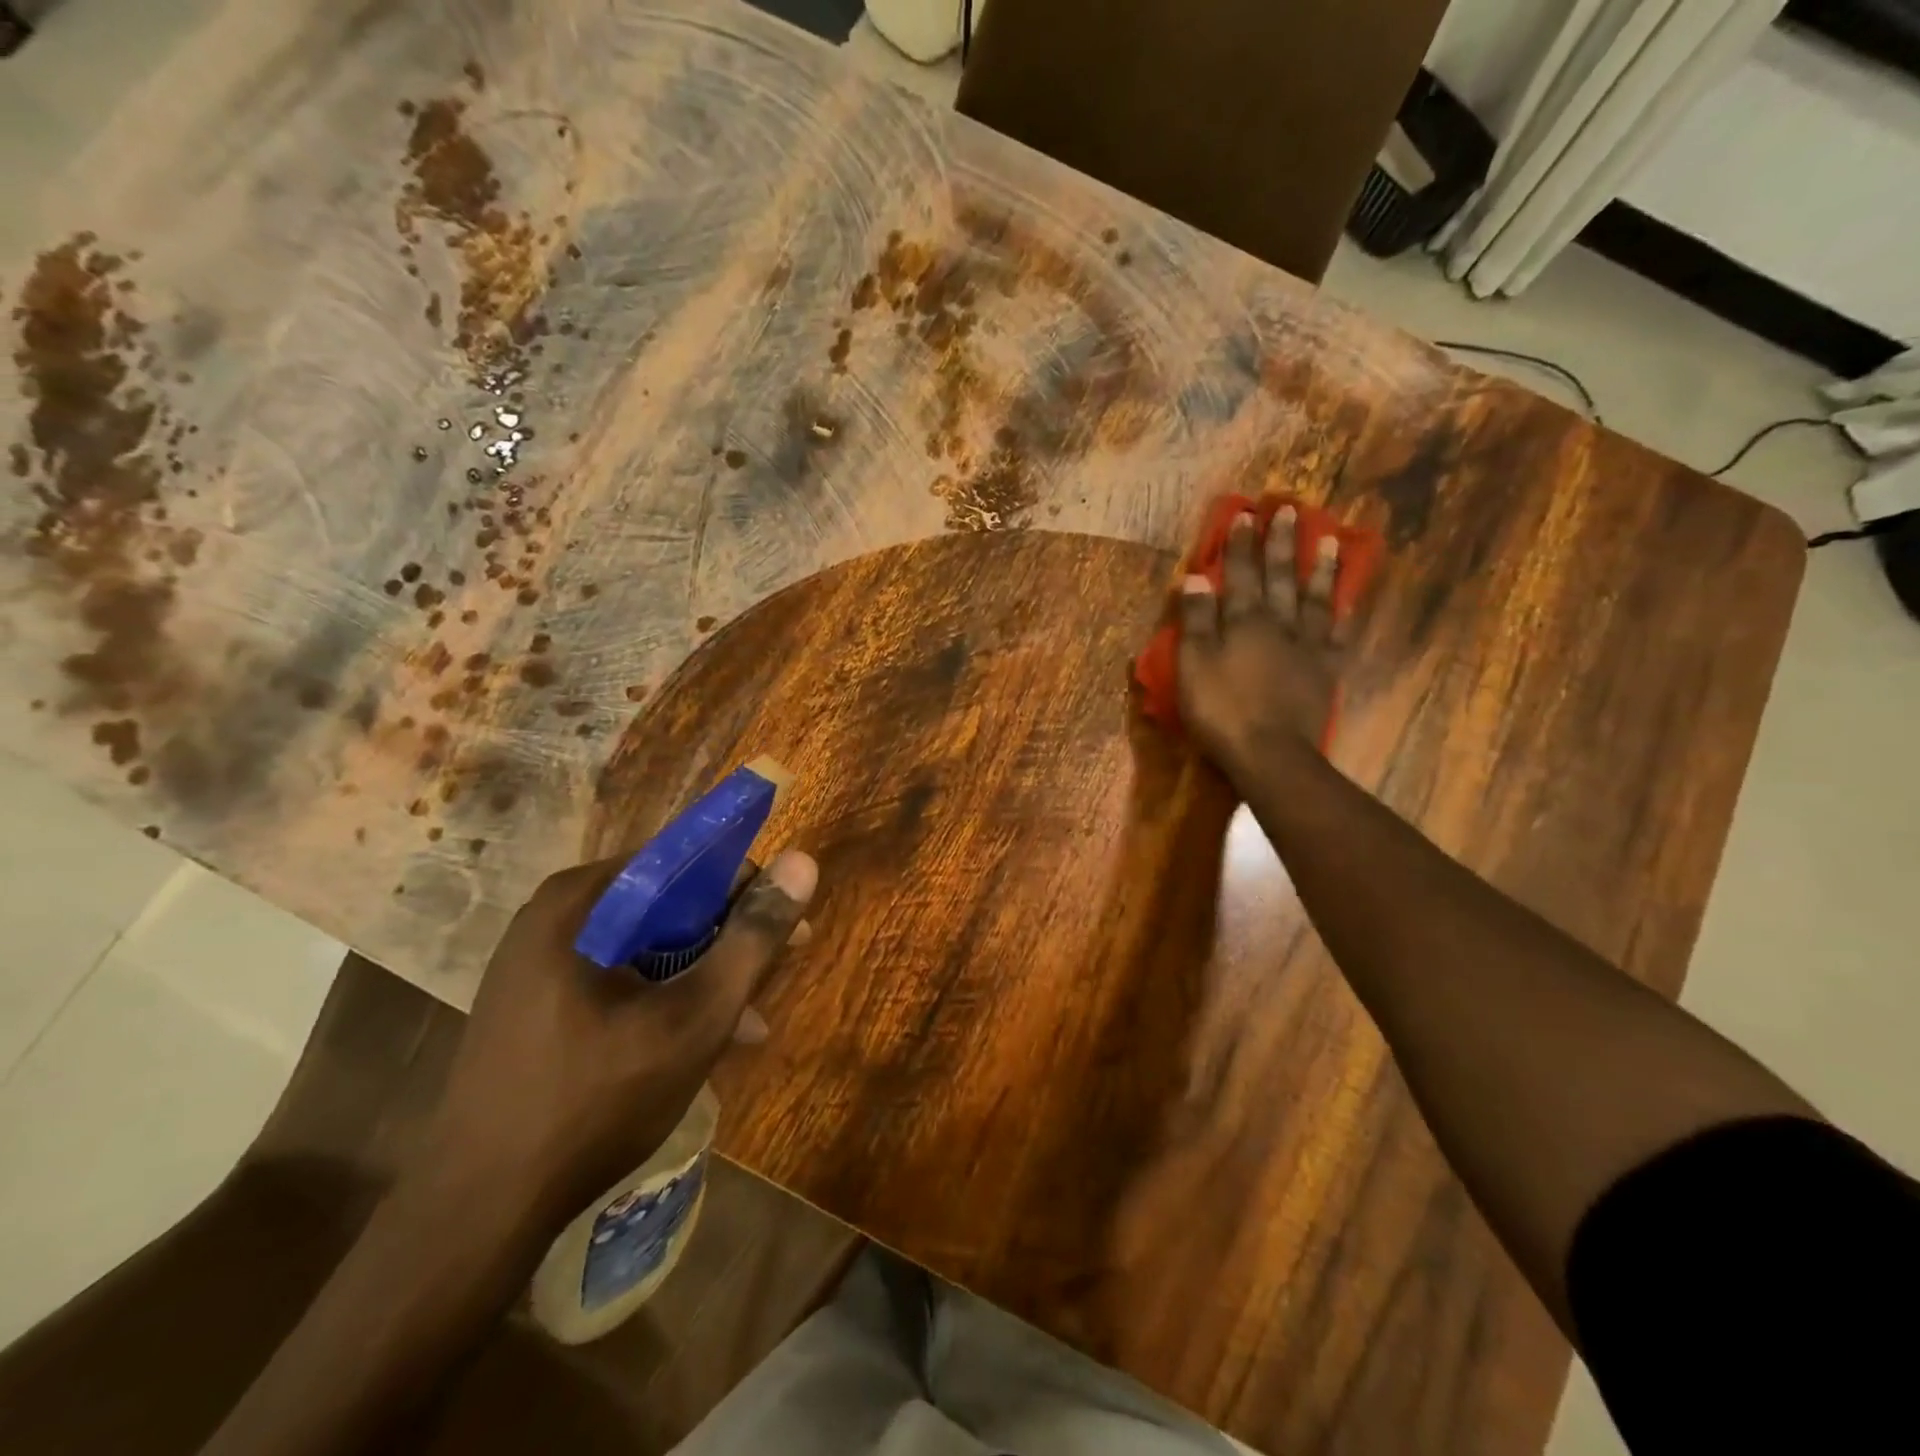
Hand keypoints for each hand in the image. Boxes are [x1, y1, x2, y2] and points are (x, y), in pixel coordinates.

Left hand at [417, 849, 817, 1221]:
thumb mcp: (696, 1015)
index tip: (787, 924)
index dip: (745, 888)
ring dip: (701, 974)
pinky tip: (700, 1040)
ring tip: (749, 1020)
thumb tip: (802, 861)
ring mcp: (538, 962)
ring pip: (646, 945)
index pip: (684, 861)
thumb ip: (753, 937)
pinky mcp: (535, 1004)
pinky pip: (618, 978)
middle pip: (666, 904)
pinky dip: (664, 997)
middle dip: (727, 939)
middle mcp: (554, 916)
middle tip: (777, 970)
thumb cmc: (596, 1101)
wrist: (478, 1214)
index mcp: (581, 900)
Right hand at [1176, 505, 1359, 778]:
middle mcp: (1278, 623)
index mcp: (1243, 621)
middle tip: (1289, 509)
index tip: (1245, 514)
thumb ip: (1196, 620)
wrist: (1270, 752)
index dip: (1239, 545)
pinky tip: (1346, 599)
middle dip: (1281, 543)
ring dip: (1319, 567)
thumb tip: (1196, 577)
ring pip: (1314, 597)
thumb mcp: (1194, 664)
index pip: (1239, 574)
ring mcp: (1306, 646)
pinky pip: (1335, 632)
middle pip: (1280, 576)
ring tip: (1328, 539)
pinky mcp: (1324, 670)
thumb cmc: (1221, 709)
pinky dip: (1339, 612)